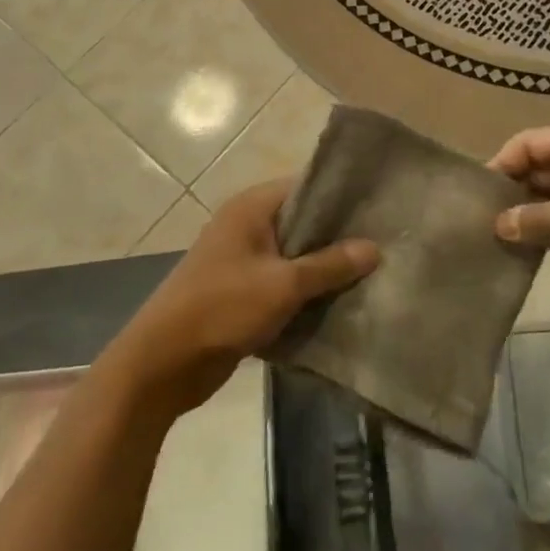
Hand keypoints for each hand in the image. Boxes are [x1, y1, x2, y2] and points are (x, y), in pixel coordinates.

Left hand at [102, 180, 379, 418]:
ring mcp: (243, 260)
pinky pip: (283, 283)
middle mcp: (247, 225)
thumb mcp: (283, 285)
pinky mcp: (242, 292)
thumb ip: (329, 265)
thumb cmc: (222, 308)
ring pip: (295, 256)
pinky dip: (306, 292)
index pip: (306, 187)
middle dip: (339, 237)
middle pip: (303, 222)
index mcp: (252, 208)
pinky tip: (342, 302)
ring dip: (324, 268)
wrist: (163, 363)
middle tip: (385, 245)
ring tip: (373, 274)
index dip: (342, 197)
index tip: (380, 209)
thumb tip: (374, 248)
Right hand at [487, 125, 549, 298]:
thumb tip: (498, 225)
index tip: (479, 197)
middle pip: (541, 164)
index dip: (501, 164)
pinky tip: (536, 247)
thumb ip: (536, 220)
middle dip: (515, 190)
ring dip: (534, 211)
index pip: (527, 142)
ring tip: (505, 237)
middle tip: (487, 221)